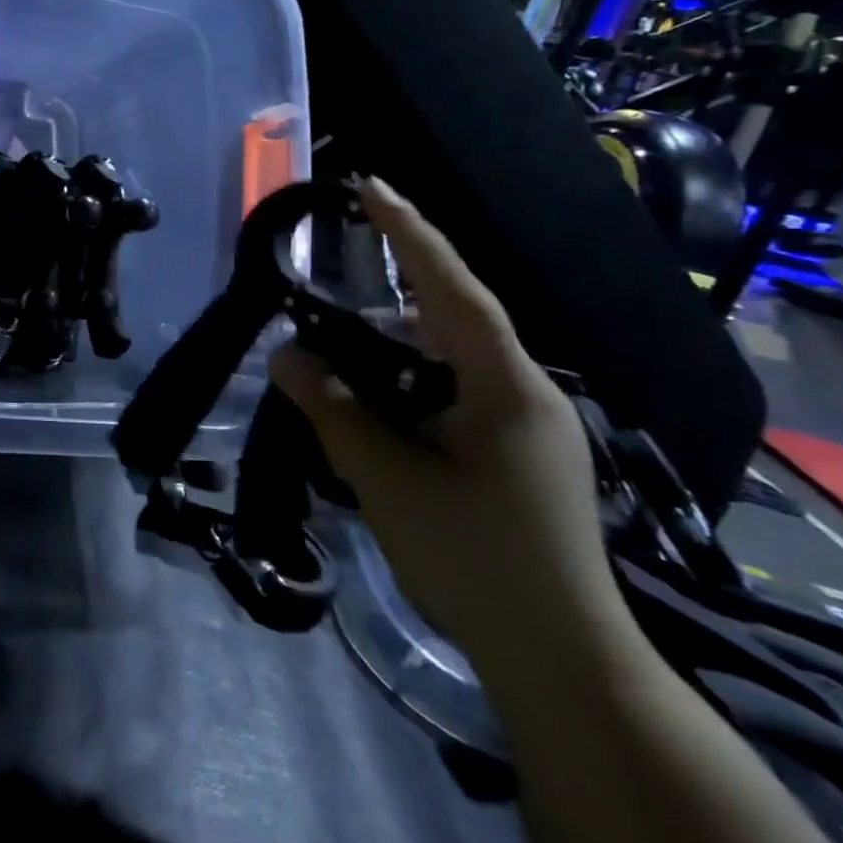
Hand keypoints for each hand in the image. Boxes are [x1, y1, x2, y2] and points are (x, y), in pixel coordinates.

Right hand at [269, 178, 627, 669]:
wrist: (557, 657)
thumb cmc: (473, 558)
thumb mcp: (387, 478)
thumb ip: (332, 408)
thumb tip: (285, 354)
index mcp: (506, 387)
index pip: (454, 290)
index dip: (412, 234)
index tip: (370, 186)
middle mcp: (523, 392)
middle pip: (454, 314)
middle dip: (399, 273)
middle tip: (343, 240)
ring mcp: (521, 423)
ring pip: (447, 354)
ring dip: (393, 333)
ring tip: (335, 323)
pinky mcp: (510, 450)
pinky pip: (449, 387)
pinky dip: (404, 372)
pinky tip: (367, 386)